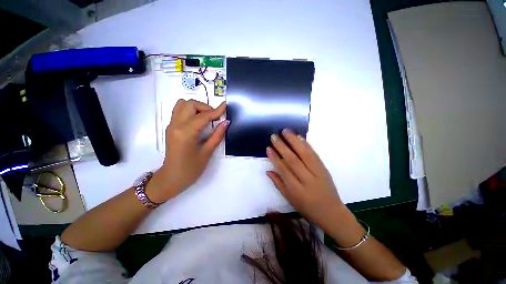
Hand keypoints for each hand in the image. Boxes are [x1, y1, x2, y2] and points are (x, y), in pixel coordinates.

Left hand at [146, 99, 227, 202]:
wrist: (171, 178)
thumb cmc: (191, 169)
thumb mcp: (207, 152)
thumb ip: (217, 135)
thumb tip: (226, 122)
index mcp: (186, 133)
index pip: (203, 116)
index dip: (216, 110)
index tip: (225, 106)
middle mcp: (176, 125)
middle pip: (190, 104)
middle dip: (205, 107)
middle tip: (215, 117)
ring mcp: (171, 125)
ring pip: (182, 104)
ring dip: (196, 107)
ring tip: (206, 117)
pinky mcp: (170, 127)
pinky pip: (179, 111)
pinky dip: (190, 110)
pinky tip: (198, 120)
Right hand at [266, 129, 344, 225]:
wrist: (331, 212)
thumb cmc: (307, 207)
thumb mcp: (290, 199)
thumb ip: (278, 183)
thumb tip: (268, 170)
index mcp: (297, 190)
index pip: (284, 170)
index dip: (275, 158)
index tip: (268, 148)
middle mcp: (307, 179)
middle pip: (293, 160)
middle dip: (282, 146)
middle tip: (274, 136)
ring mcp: (318, 172)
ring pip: (304, 154)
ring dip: (294, 141)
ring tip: (285, 131)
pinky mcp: (324, 168)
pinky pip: (314, 154)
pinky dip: (306, 144)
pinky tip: (300, 137)